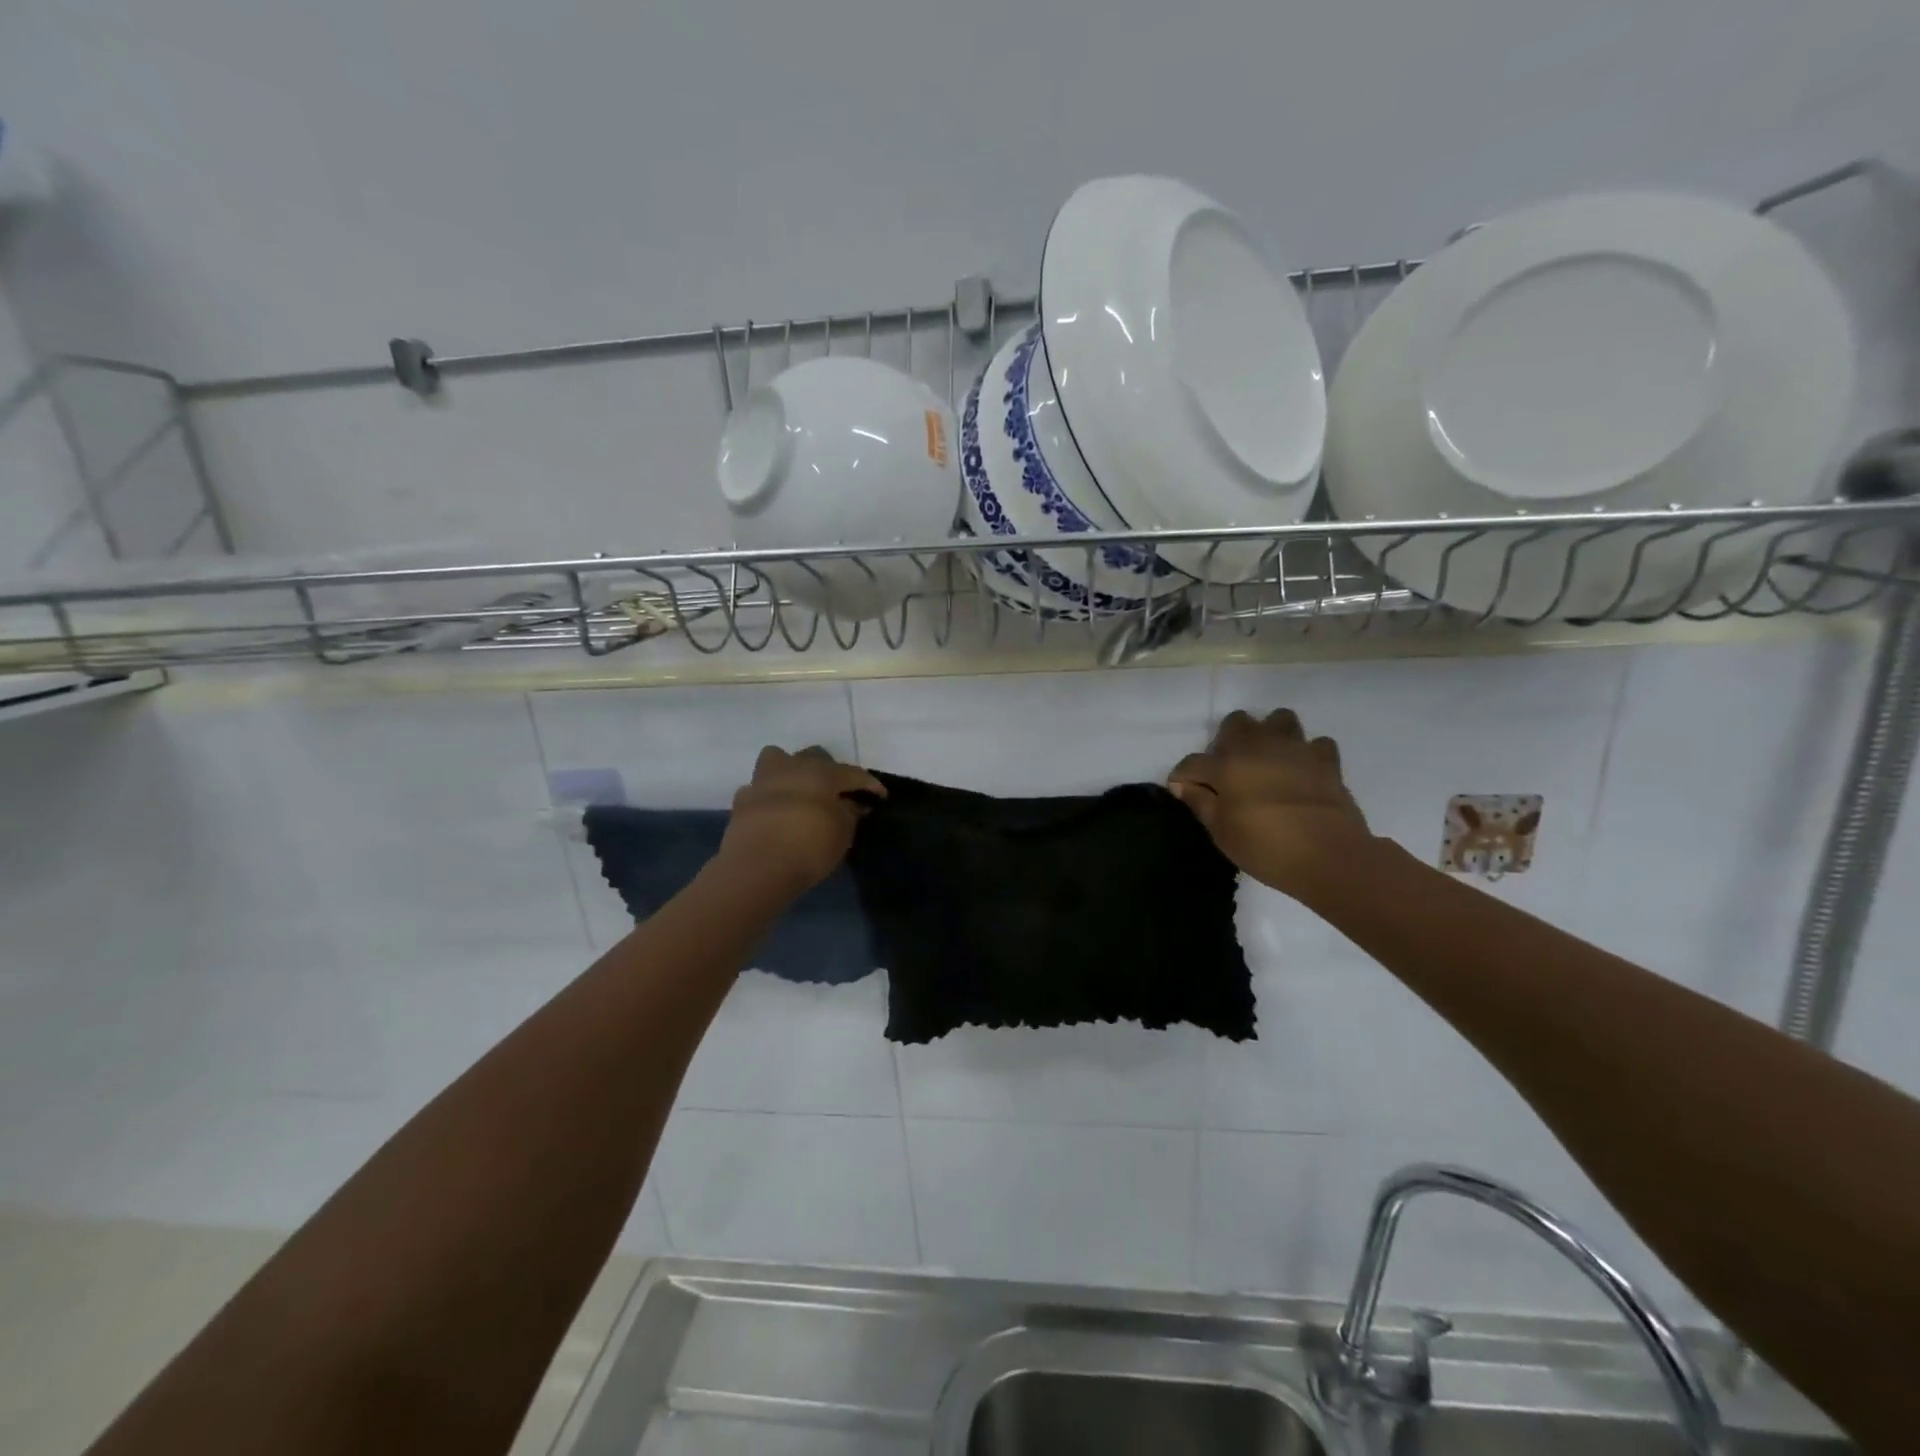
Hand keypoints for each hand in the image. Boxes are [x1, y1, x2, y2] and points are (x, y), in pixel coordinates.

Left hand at [717, 746, 884, 894]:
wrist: (758, 866)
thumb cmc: (810, 846)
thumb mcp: (843, 833)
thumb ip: (850, 813)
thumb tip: (852, 804)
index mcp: (823, 772)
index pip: (853, 773)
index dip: (869, 785)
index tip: (880, 797)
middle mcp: (793, 768)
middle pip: (814, 757)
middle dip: (828, 771)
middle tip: (836, 793)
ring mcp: (763, 781)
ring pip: (778, 760)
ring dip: (790, 771)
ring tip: (800, 793)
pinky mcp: (742, 801)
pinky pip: (758, 790)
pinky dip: (768, 797)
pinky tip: (775, 812)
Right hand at [1168, 709, 1371, 900]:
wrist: (1330, 857)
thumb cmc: (1266, 847)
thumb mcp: (1221, 832)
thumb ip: (1199, 802)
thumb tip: (1183, 784)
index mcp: (1226, 765)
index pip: (1192, 763)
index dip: (1182, 777)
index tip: (1183, 790)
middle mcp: (1258, 747)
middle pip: (1235, 723)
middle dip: (1226, 740)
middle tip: (1228, 770)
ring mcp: (1295, 749)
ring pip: (1278, 719)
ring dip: (1269, 734)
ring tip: (1267, 761)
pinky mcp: (1326, 760)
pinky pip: (1314, 743)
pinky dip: (1307, 753)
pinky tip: (1302, 771)